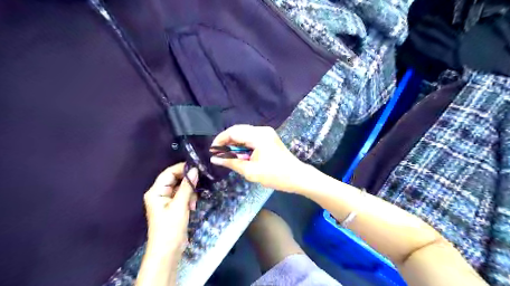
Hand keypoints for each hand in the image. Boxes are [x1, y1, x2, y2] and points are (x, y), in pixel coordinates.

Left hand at [145, 163, 199, 258]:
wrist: (167, 251)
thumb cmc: (170, 228)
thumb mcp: (180, 205)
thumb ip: (187, 186)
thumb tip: (195, 170)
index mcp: (155, 191)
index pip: (169, 173)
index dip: (182, 168)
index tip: (198, 168)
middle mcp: (159, 193)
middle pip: (175, 179)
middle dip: (188, 183)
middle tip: (199, 186)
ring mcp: (166, 201)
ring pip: (181, 188)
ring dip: (190, 192)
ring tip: (194, 202)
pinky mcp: (173, 207)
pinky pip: (182, 196)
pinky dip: (189, 199)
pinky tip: (193, 206)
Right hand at [210, 124, 308, 193]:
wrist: (297, 177)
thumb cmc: (276, 175)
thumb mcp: (251, 171)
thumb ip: (231, 163)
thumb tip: (215, 159)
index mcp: (258, 136)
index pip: (233, 132)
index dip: (220, 139)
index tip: (212, 150)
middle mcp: (262, 130)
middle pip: (238, 131)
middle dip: (227, 142)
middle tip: (219, 155)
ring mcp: (267, 133)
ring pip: (244, 134)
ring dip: (235, 144)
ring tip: (228, 157)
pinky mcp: (269, 138)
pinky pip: (251, 138)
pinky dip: (243, 145)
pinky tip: (240, 155)